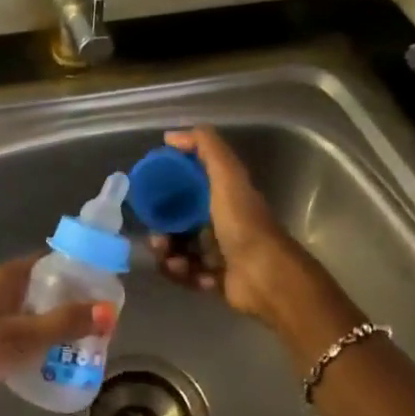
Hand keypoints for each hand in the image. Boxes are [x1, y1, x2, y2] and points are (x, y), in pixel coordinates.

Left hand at [0, 255, 115, 415]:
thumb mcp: (22, 338)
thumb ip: (64, 323)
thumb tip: (109, 310)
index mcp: (3, 278)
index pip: (48, 262)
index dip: (77, 271)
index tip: (106, 287)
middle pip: (42, 288)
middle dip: (71, 302)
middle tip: (103, 321)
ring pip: (31, 314)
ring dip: (56, 325)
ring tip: (89, 343)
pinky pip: (19, 337)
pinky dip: (38, 344)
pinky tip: (57, 361)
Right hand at [151, 127, 322, 328]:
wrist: (264, 276)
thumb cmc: (242, 223)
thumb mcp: (226, 175)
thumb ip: (205, 147)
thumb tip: (171, 135)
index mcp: (225, 196)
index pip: (190, 187)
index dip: (169, 189)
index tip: (150, 194)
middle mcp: (222, 222)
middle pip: (180, 223)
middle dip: (163, 230)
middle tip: (156, 238)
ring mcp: (220, 253)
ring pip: (180, 250)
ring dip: (169, 255)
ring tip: (170, 259)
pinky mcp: (216, 280)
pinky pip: (188, 275)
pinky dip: (183, 274)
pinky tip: (188, 273)